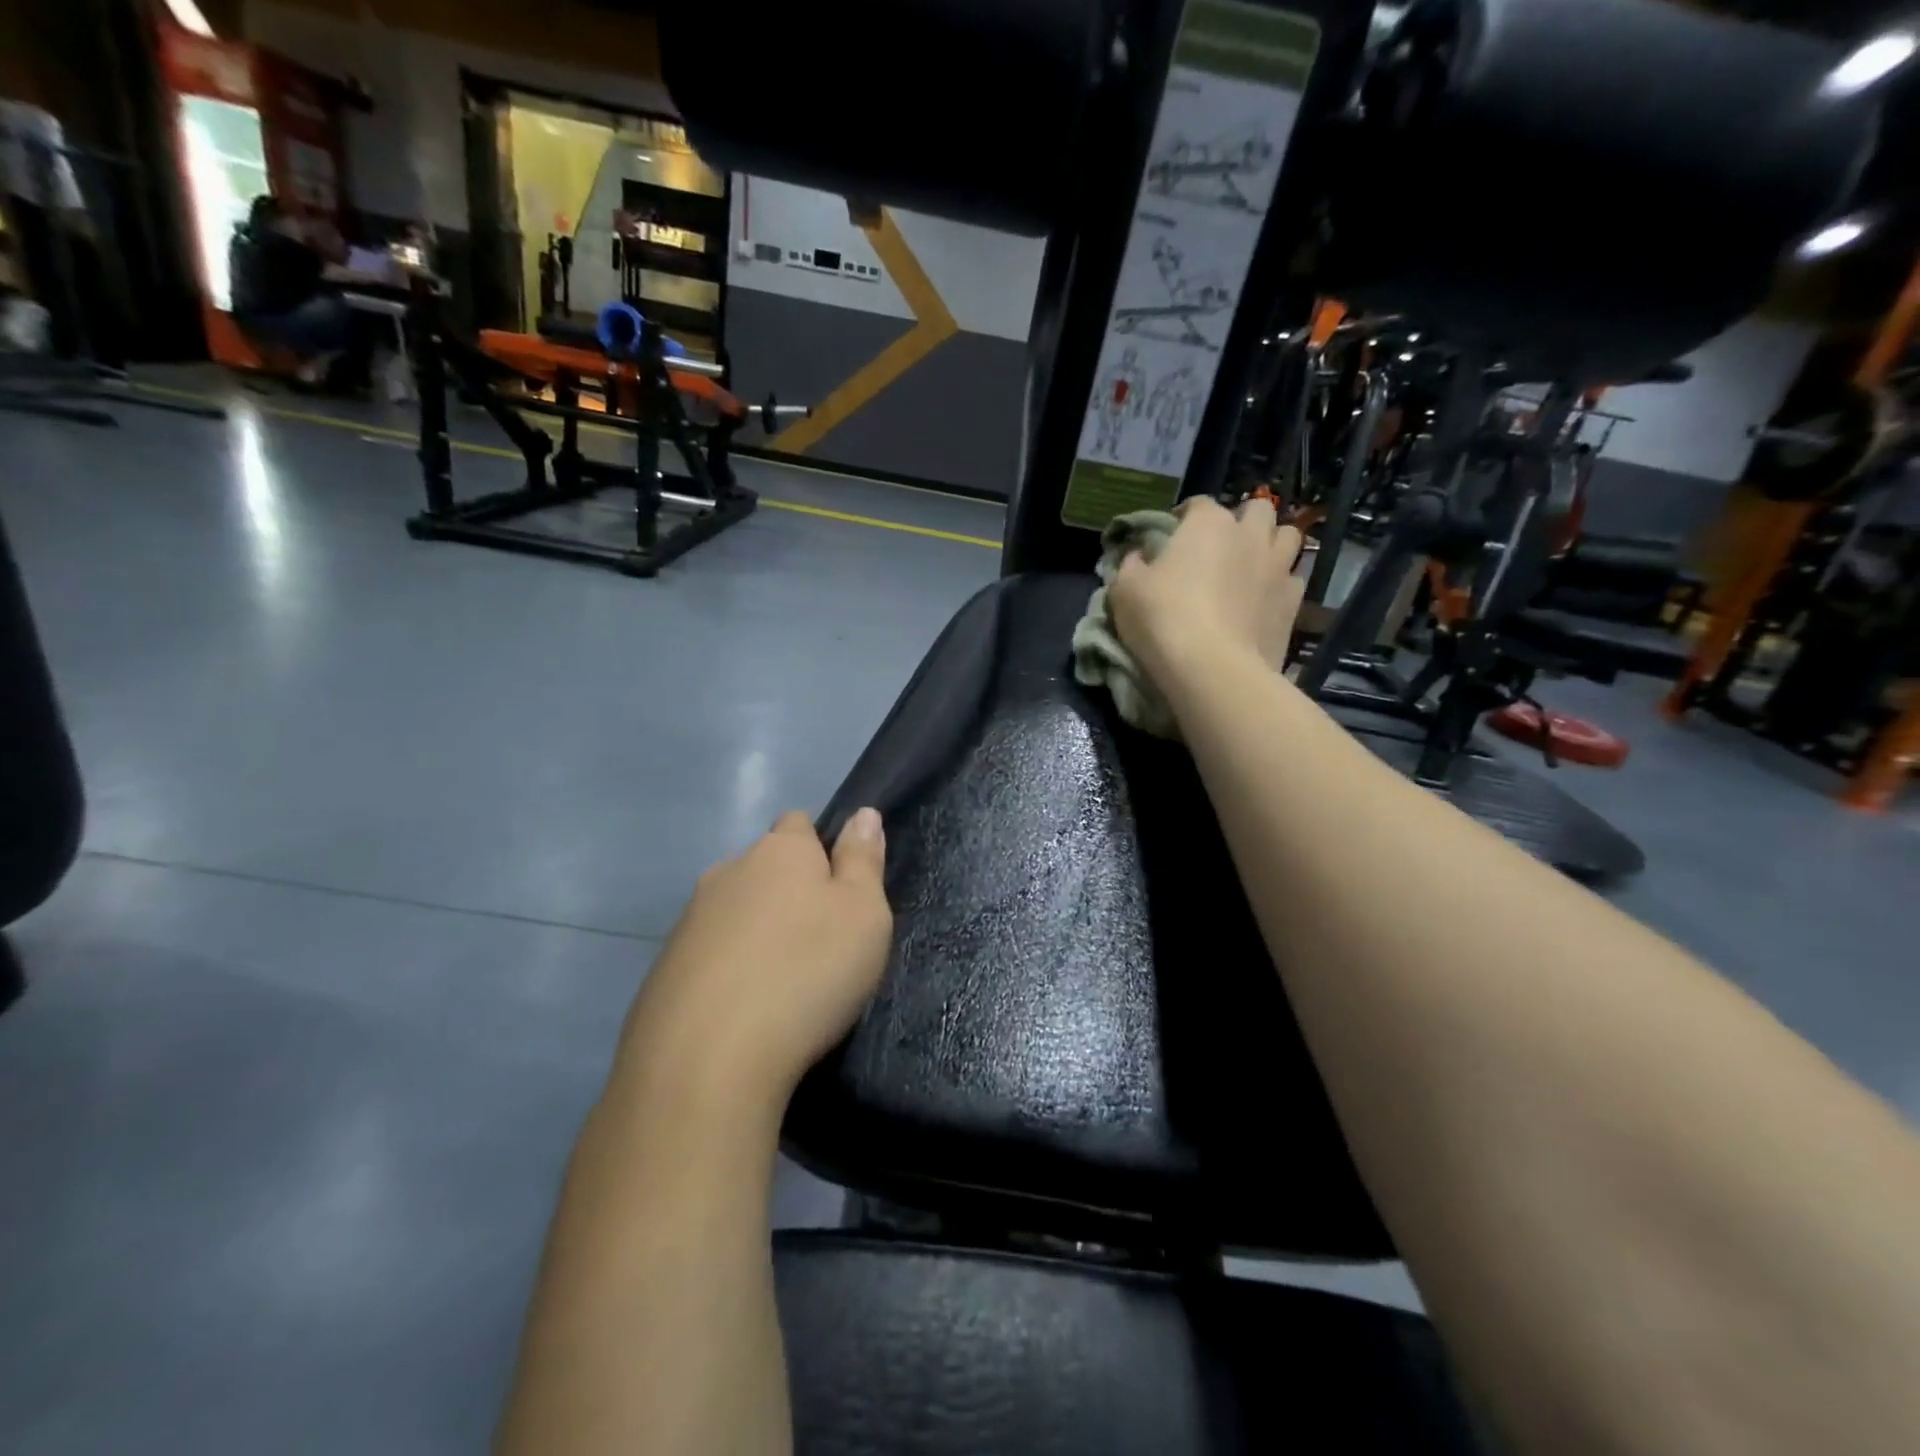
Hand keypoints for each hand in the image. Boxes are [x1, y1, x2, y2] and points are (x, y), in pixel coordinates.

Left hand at [615, 810, 892, 1113]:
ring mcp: (689, 920)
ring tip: (780, 984)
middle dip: (788, 894)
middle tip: (818, 944)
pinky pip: (708, 955)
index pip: (799, 825)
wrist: (707, 1060)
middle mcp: (728, 871)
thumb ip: (864, 860)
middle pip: (764, 869)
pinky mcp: (664, 968)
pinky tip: (742, 1011)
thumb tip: (863, 814)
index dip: (821, 851)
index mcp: (779, 851)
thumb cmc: (807, 973)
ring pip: (734, 912)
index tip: (839, 894)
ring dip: (756, 933)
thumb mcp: (864, 914)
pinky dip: (726, 971)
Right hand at [1109, 496, 1305, 694]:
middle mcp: (1249, 535)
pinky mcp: (1294, 603)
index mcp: (1208, 523)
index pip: (1198, 504)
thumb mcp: (1125, 590)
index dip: (1184, 518)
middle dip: (1241, 521)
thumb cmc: (1163, 619)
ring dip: (1271, 544)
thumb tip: (1138, 556)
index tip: (1172, 538)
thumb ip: (1131, 565)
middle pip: (1256, 510)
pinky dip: (1280, 584)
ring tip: (1251, 566)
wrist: (1213, 669)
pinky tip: (1263, 601)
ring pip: (1288, 536)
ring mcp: (1278, 567)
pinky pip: (1293, 579)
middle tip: (1220, 547)